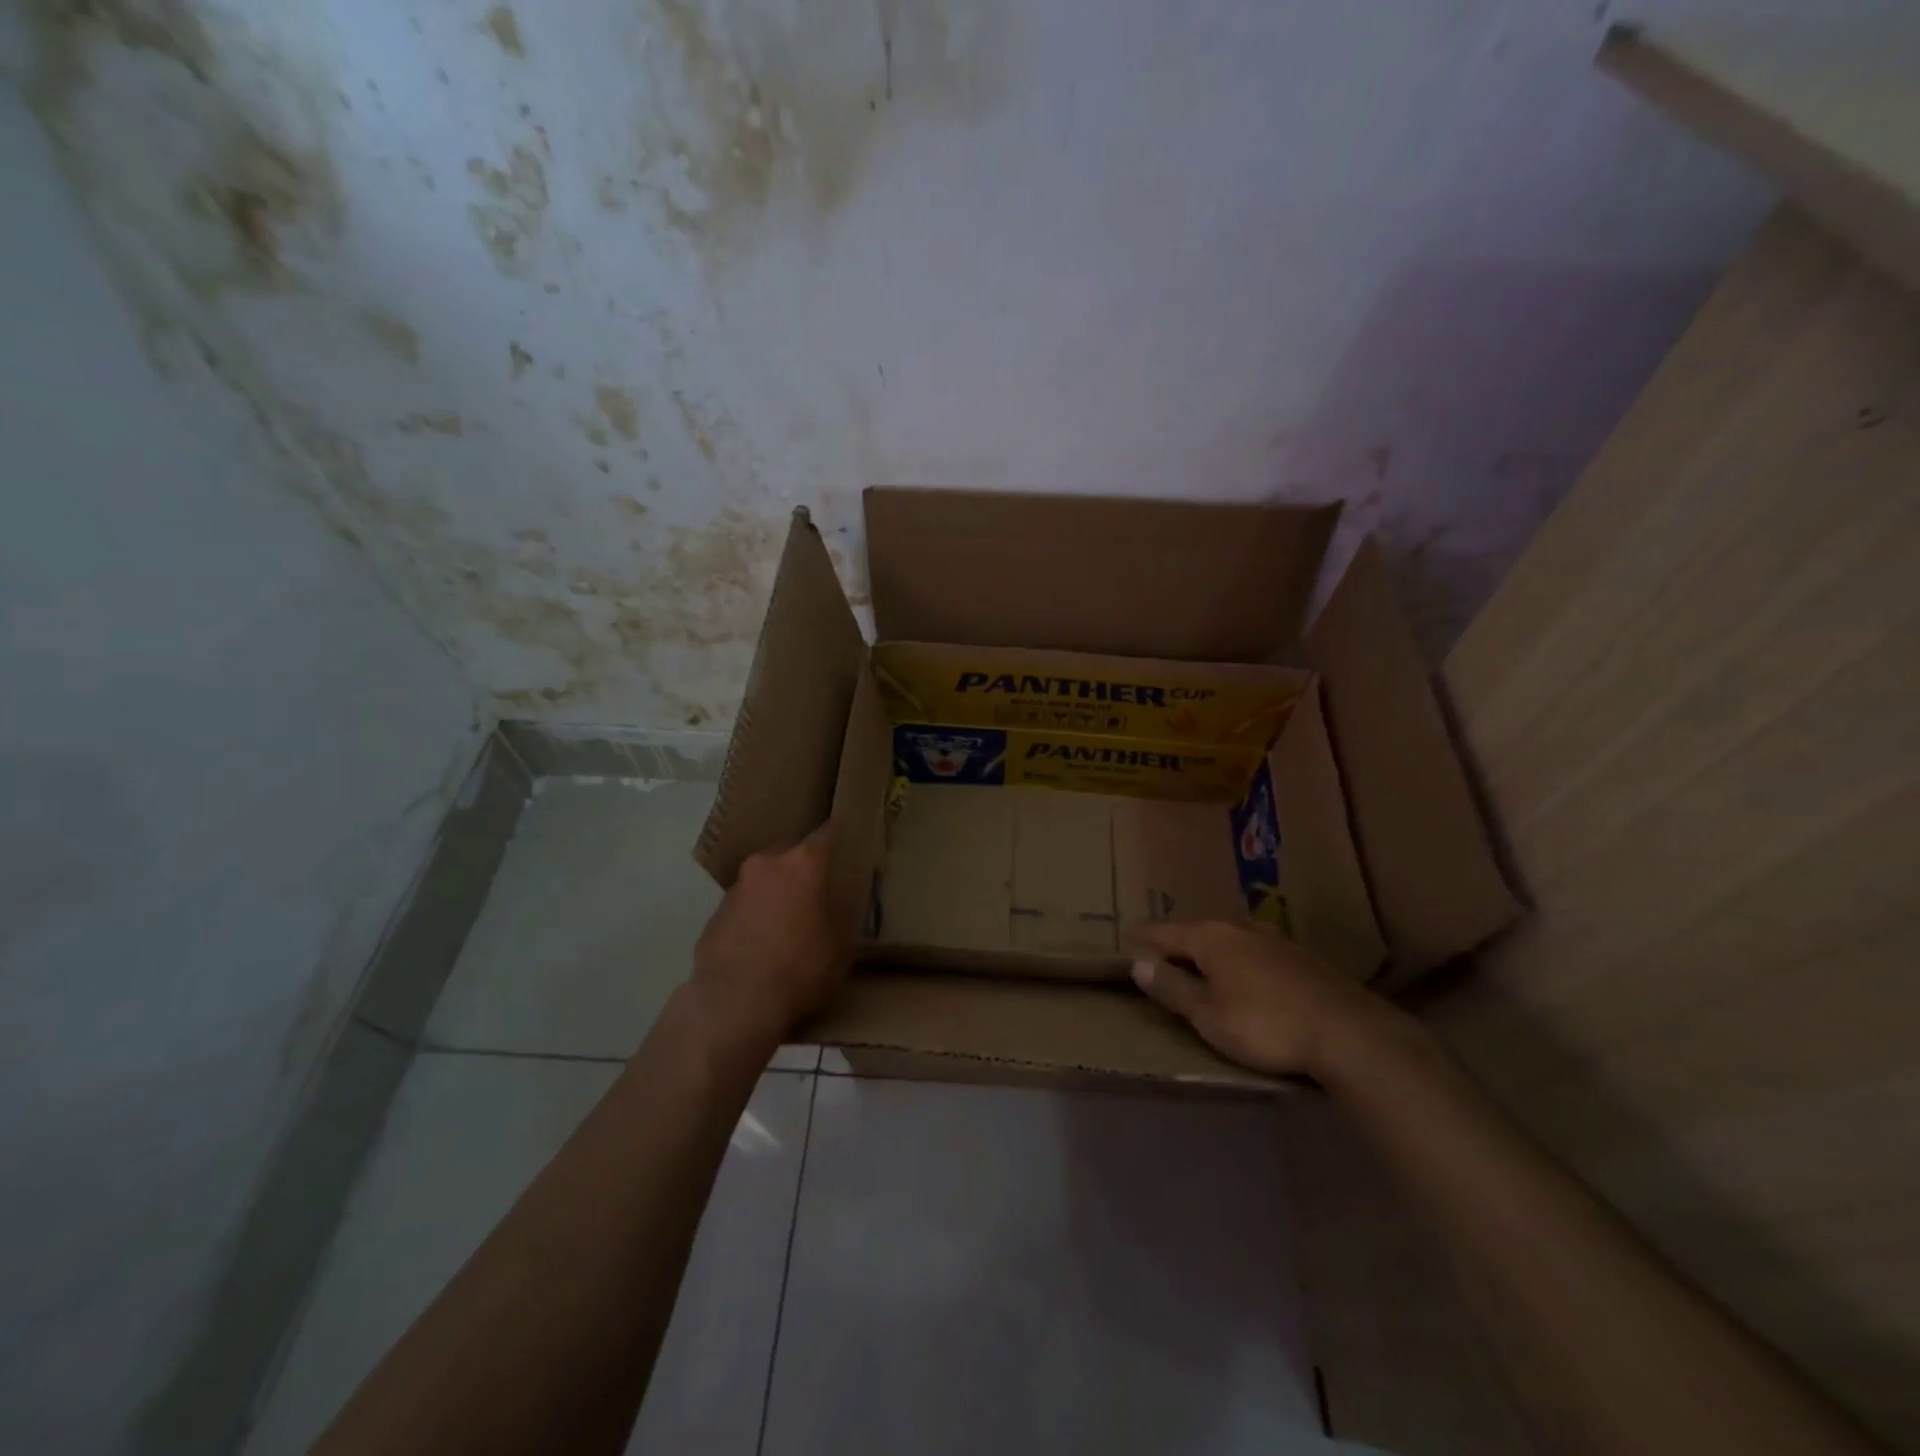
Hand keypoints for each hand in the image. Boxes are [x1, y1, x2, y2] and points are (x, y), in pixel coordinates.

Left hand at [690, 824, 848, 1052]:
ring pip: (765, 877)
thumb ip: (843, 915)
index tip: (849, 837)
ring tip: (789, 919)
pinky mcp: (715, 914)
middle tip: (819, 887)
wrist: (733, 1004)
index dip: (840, 835)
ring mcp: (736, 888)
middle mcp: (766, 865)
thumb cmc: (799, 970)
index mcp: (802, 864)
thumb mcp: (841, 947)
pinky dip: (756, 914)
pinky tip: (763, 942)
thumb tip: (842, 901)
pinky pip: (745, 904)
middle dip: (805, 865)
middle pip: (791, 852)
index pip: (827, 834)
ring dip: (777, 890)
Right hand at [1130, 920, 1407, 1079]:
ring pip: (1231, 940)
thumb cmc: (1265, 1025)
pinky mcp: (1302, 958)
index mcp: (1211, 937)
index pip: (1165, 932)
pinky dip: (1240, 962)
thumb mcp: (1208, 1016)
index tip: (1127, 938)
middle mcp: (1240, 928)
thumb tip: (1139, 964)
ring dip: (1212, 952)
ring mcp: (1275, 940)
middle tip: (1161, 955)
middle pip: (1198, 932)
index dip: (1144, 938)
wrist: (1349, 1033)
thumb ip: (1173, 988)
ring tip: (1201, 965)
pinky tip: (1246, 978)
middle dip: (1178, 943)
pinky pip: (1256, 952)